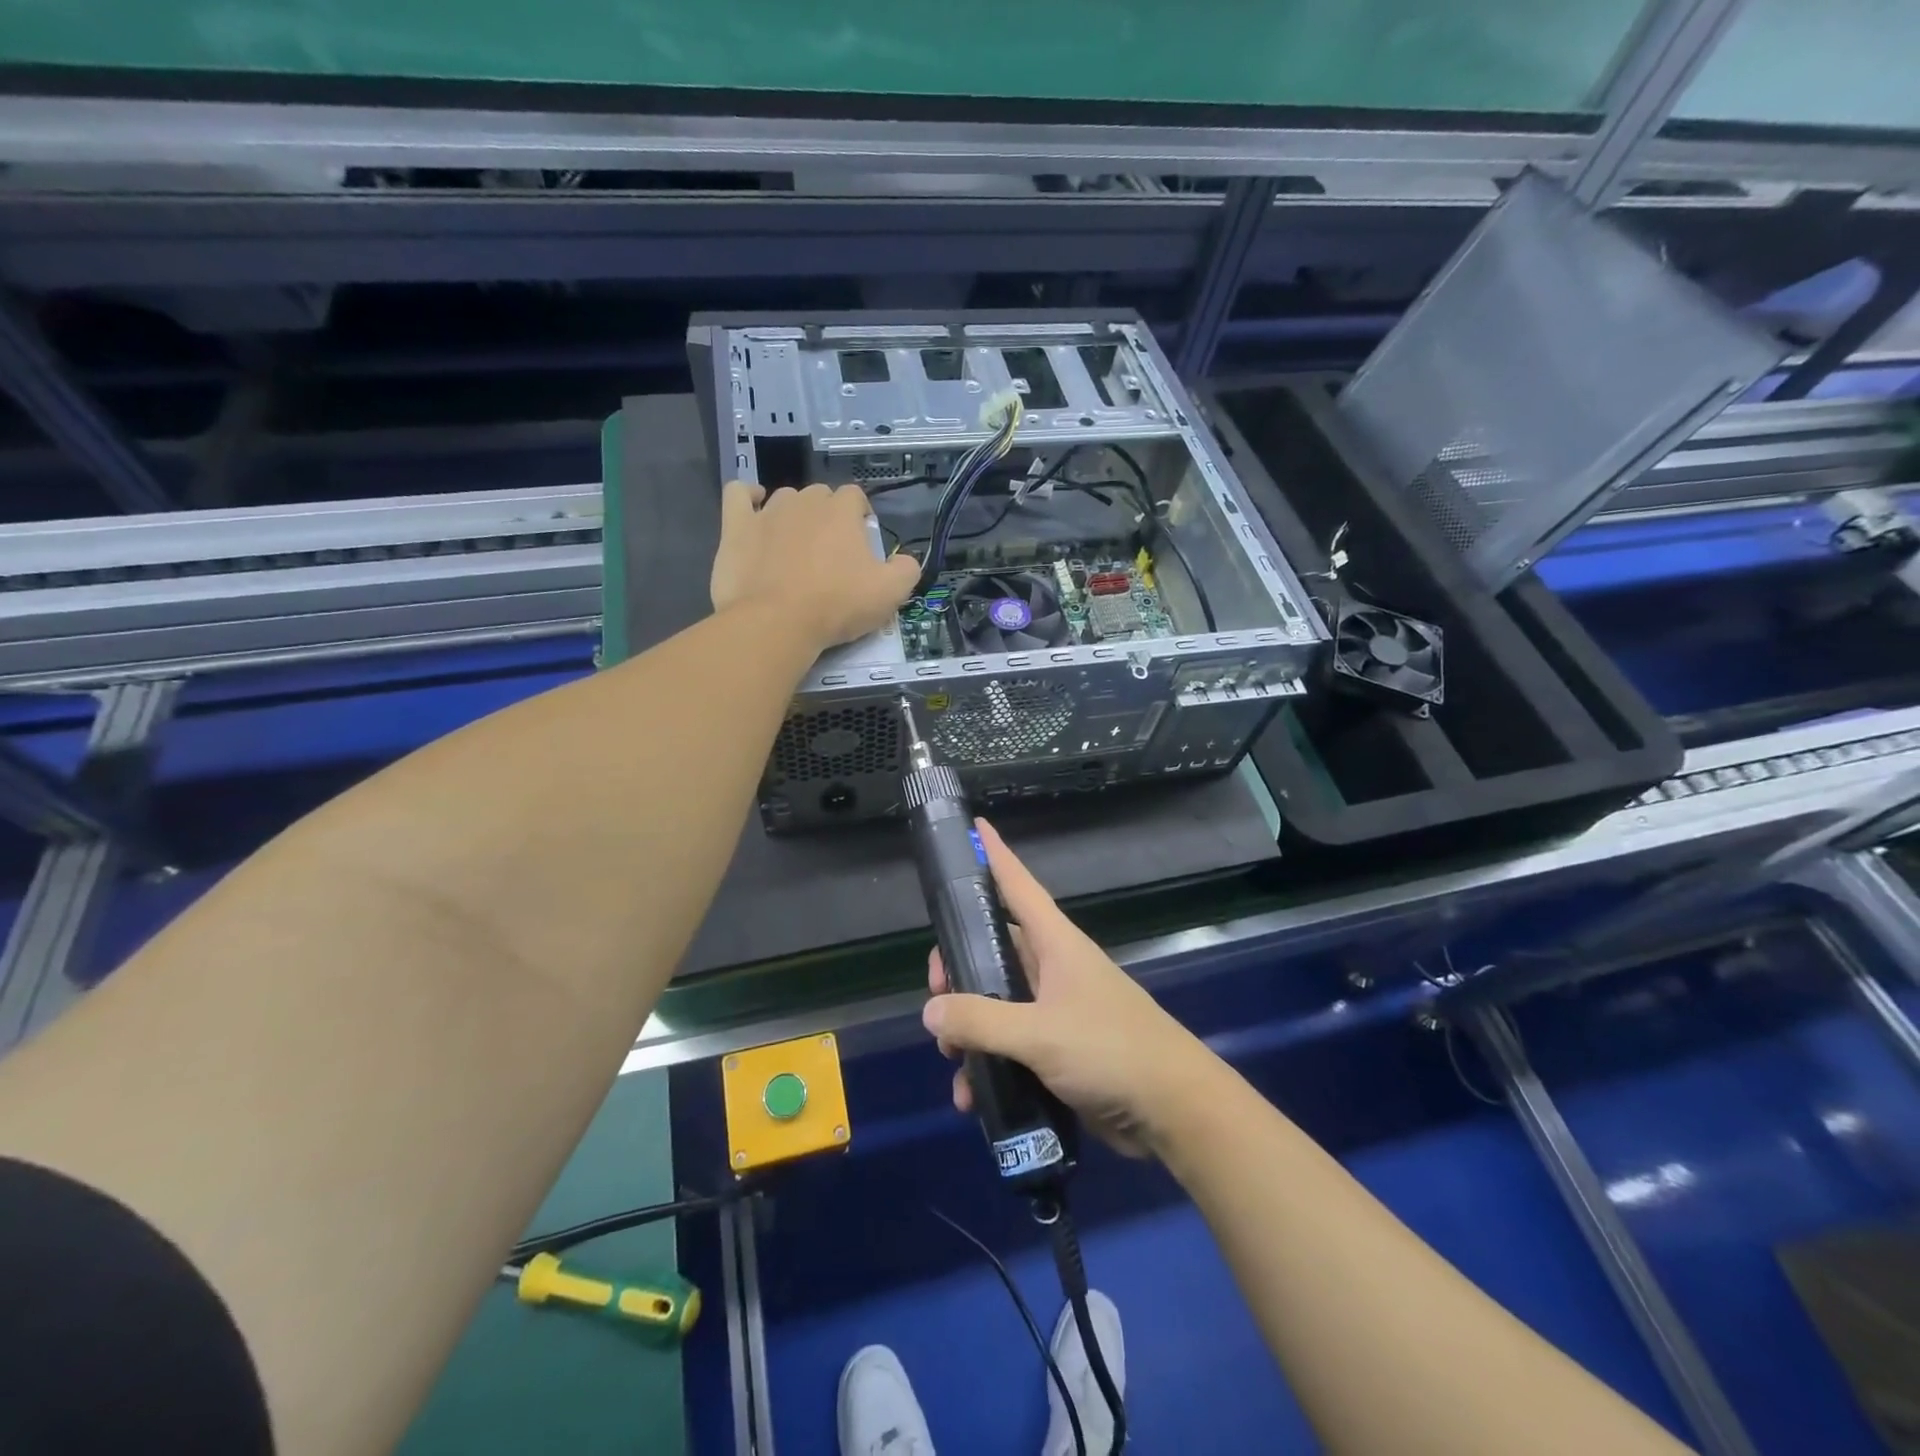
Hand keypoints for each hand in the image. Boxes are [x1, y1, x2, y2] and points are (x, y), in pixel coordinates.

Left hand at [710, 482, 919, 648]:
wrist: (776, 623)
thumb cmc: (836, 605)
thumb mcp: (890, 594)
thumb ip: (906, 570)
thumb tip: (906, 561)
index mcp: (842, 511)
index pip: (856, 498)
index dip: (860, 519)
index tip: (861, 548)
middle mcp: (805, 501)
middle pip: (820, 497)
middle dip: (828, 518)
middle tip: (830, 555)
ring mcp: (767, 511)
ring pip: (784, 498)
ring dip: (793, 514)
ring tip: (795, 545)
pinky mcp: (735, 526)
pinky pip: (738, 494)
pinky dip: (746, 497)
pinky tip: (753, 509)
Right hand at [922, 820, 1219, 1156]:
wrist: (1173, 1109)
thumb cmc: (1110, 1050)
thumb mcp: (1040, 1034)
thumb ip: (982, 1021)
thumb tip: (931, 1009)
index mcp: (1056, 945)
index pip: (1019, 886)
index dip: (995, 855)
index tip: (974, 826)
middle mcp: (1053, 969)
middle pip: (993, 949)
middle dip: (959, 968)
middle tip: (937, 993)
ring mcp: (1056, 1010)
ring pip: (997, 1002)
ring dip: (968, 1028)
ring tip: (951, 1057)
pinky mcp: (1059, 1049)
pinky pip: (1010, 1046)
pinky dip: (988, 1065)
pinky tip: (972, 1096)